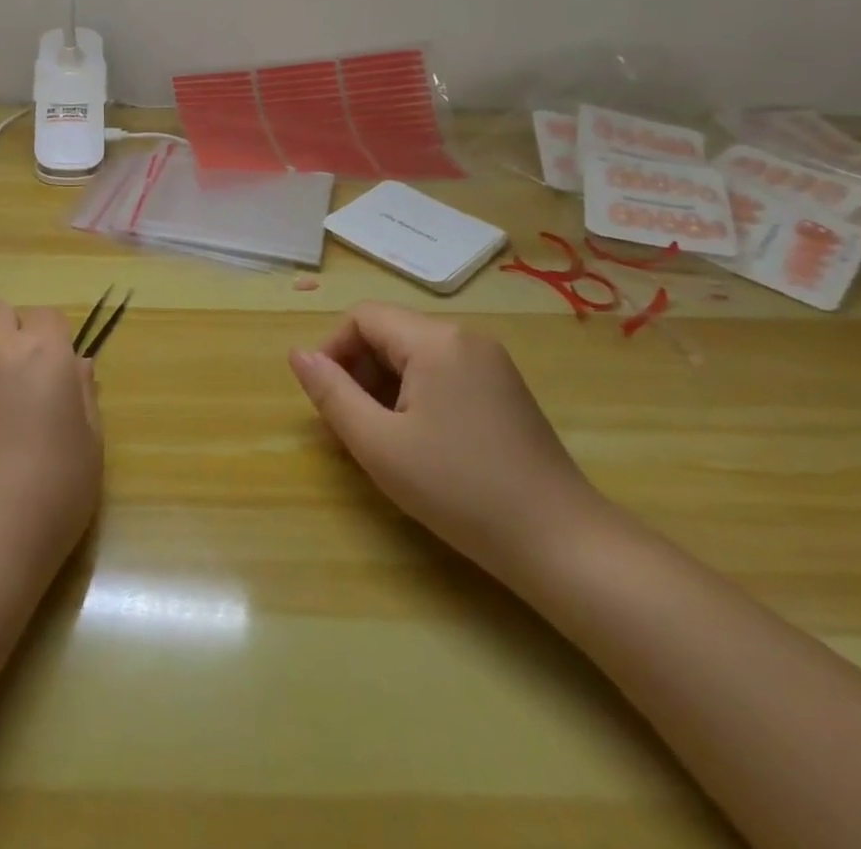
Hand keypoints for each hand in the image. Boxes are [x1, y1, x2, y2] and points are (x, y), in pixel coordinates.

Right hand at [289, 303, 600, 578]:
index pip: (362, 317)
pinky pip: (442, 374)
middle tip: (348, 426)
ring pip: (414, 356)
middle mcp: (465, 338)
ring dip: (384, 386)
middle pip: (389, 333)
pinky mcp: (505, 390)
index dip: (332, 349)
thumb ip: (331, 392)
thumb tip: (298, 355)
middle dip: (358, 372)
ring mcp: (491, 363)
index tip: (324, 398)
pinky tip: (418, 442)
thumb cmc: (459, 489)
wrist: (562, 543)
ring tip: (379, 439)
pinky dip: (416, 396)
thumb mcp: (378, 443)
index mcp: (435, 340)